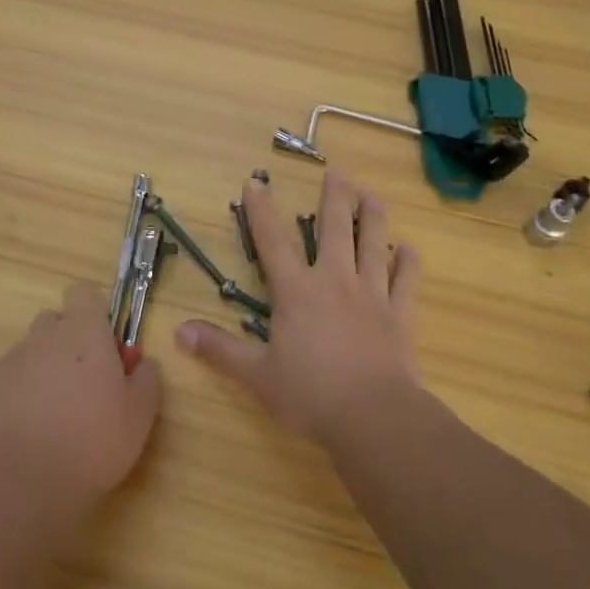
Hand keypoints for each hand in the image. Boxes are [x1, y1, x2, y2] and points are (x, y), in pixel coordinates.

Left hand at [0, 281, 161, 506]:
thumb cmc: (91, 441)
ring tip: (57, 420)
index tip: (106, 347)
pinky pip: (8, 385)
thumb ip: (146, 380)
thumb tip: (143, 364)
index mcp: (83, 331)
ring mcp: (10, 363)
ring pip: (32, 355)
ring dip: (45, 374)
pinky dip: (19, 400)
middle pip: (56, 323)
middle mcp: (44, 337)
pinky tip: (29, 438)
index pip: (84, 293)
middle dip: (70, 344)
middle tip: (86, 387)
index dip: (95, 314)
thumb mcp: (139, 415)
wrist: (18, 482)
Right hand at [176, 170, 421, 446]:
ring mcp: (371, 296)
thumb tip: (178, 331)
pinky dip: (409, 264)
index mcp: (297, 292)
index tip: (257, 181)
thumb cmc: (310, 394)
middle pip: (335, 230)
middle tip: (339, 172)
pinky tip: (410, 249)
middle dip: (335, 198)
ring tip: (373, 195)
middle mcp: (334, 282)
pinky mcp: (399, 316)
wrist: (373, 417)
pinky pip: (406, 283)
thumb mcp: (257, 375)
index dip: (262, 211)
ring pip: (373, 246)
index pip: (273, 242)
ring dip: (373, 219)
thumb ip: (220, 350)